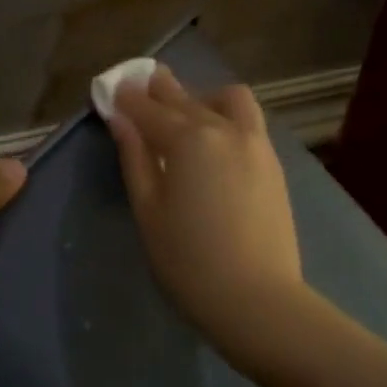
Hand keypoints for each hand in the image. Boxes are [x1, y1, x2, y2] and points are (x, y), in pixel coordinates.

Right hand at [108, 65, 303, 347]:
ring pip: (228, 100)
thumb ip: (135, 158)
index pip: (149, 109)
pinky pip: (247, 122)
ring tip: (186, 115)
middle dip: (160, 90)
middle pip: (186, 98)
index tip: (112, 88)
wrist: (257, 299)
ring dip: (202, 97)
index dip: (127, 98)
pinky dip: (225, 117)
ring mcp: (256, 143)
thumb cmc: (189, 262)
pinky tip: (214, 141)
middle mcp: (225, 129)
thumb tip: (120, 119)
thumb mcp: (148, 211)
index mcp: (189, 140)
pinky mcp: (273, 163)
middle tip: (140, 87)